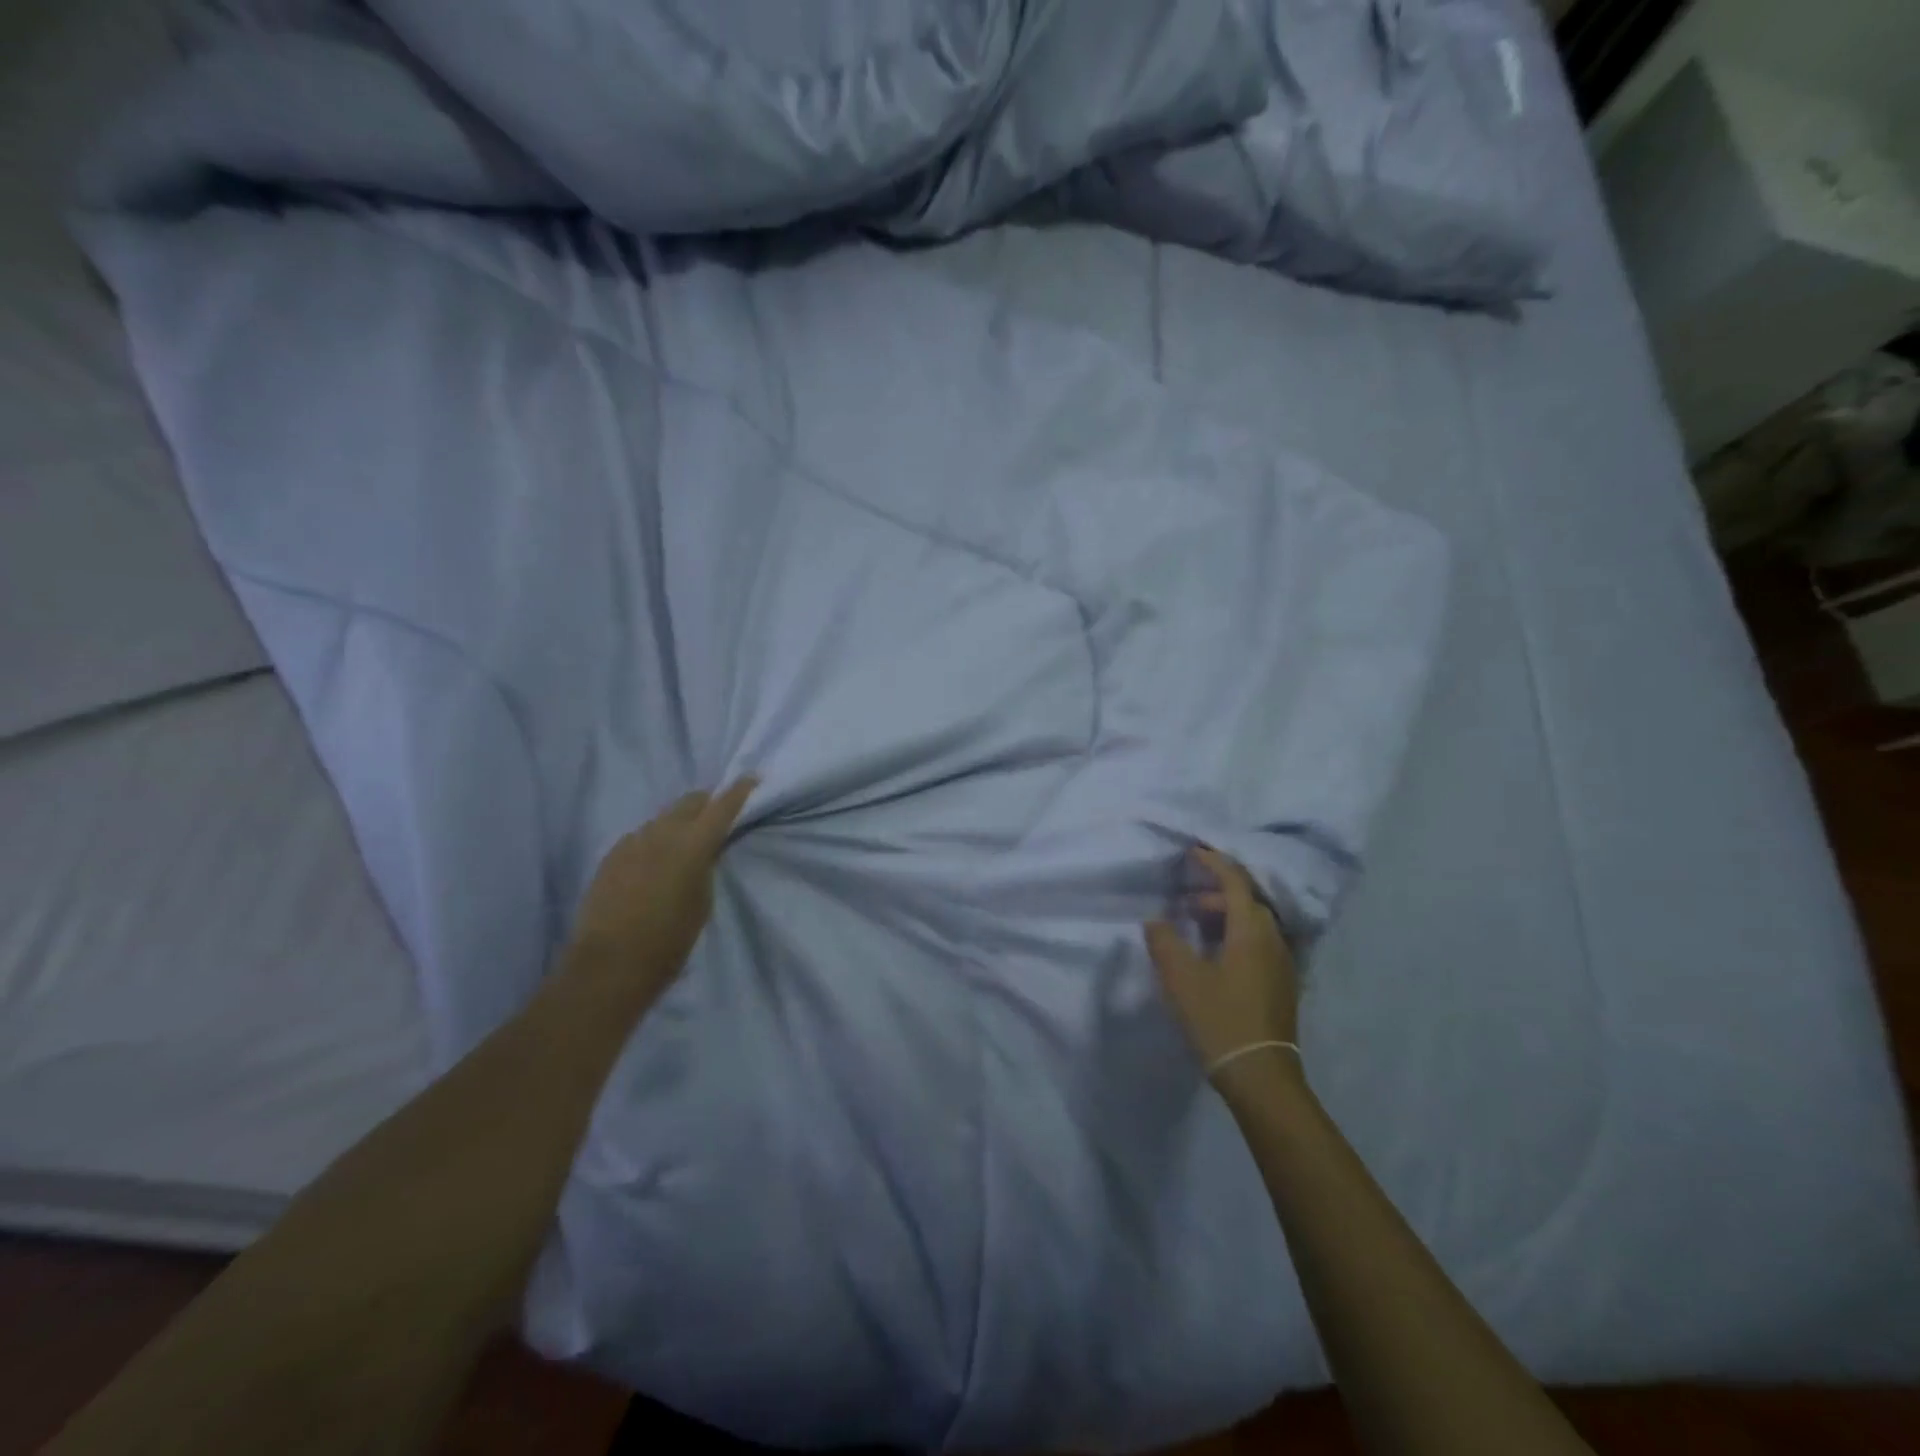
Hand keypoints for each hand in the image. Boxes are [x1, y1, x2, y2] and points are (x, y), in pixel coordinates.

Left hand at [568, 778, 757, 988]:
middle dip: (707, 802)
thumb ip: (707, 867)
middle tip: (718, 813)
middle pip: (690, 802)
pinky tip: (656, 859)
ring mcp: (632, 842)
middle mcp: (662, 833)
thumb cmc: (669, 941)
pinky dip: (655, 839)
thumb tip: (707, 850)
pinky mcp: (612, 856)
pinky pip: (641, 836)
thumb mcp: (702, 903)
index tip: (752, 778)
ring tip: (686, 839)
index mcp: (693, 844)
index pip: (722, 806)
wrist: (609, 965)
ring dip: (679, 822)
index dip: (739, 790)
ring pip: (663, 818)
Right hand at [1145, 847, 1300, 1076]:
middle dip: (1216, 893)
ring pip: (1254, 924)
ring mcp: (1282, 964)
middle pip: (1248, 901)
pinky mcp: (1282, 984)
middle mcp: (1273, 940)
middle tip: (1185, 900)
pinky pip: (1259, 943)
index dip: (1214, 863)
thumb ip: (1165, 941)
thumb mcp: (1181, 978)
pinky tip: (1215, 955)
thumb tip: (1156, 919)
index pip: (1236, 882)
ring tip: (1194, 926)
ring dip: (1226, 916)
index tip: (1193, 852)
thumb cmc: (1220, 1019)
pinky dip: (1236, 935)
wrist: (1261, 1076)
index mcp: (1252, 931)